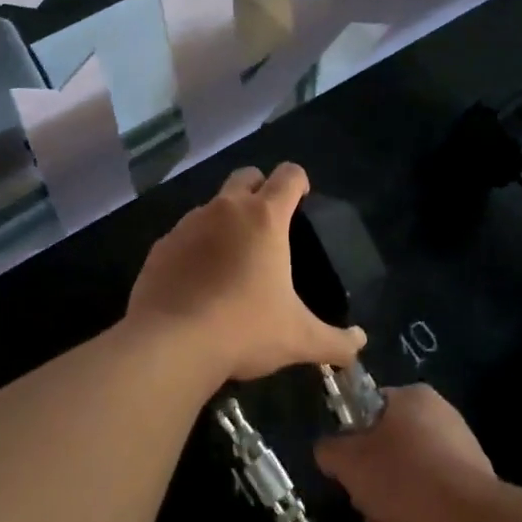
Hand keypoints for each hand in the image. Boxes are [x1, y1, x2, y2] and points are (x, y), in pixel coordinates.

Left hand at [126, 163, 365, 383]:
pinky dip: (196, 248)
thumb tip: (360, 345)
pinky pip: (184, 235)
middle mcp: (225, 209)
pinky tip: (199, 282)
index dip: (299, 181)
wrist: (170, 345)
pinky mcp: (161, 246)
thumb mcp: (298, 339)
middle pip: (246, 176)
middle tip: (269, 224)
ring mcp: (188, 224)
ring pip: (212, 205)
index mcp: (264, 217)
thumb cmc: (244, 329)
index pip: (289, 175)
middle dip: (260, 189)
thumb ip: (335, 341)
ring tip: (233, 259)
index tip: (303, 200)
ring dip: (226, 220)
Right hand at [314, 385, 497, 521]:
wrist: (469, 521)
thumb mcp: (349, 462)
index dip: (353, 439)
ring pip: (411, 472)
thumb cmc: (404, 478)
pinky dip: (418, 511)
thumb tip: (328, 451)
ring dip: (392, 500)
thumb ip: (330, 449)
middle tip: (364, 504)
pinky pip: (434, 492)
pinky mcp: (475, 481)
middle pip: (390, 445)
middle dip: (373, 478)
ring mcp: (462, 447)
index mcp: (412, 395)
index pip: (370, 408)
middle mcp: (440, 413)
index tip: (348, 469)